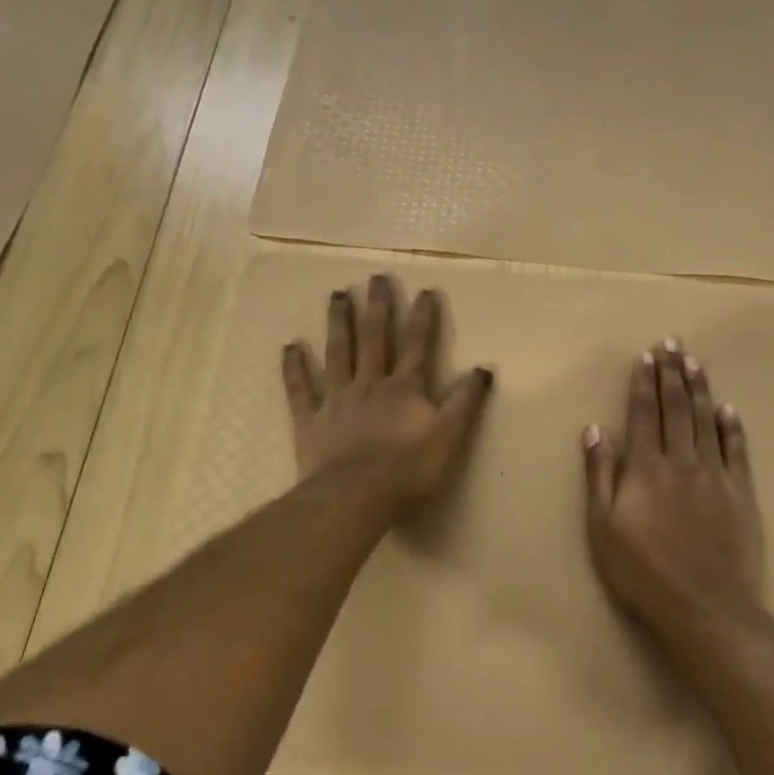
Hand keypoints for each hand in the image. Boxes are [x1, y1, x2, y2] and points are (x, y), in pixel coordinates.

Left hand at [282, 274, 493, 510]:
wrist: (356, 496)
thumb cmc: (409, 469)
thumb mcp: (451, 436)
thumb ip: (466, 402)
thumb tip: (483, 368)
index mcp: (404, 389)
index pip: (418, 345)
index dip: (423, 317)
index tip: (426, 290)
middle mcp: (370, 385)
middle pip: (375, 339)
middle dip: (378, 307)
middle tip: (376, 277)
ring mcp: (337, 400)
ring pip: (338, 353)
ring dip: (339, 323)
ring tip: (337, 295)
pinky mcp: (311, 421)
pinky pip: (300, 389)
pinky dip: (294, 367)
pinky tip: (289, 346)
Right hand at [582, 339, 764, 639]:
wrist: (705, 607)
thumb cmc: (642, 572)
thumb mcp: (603, 528)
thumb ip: (599, 475)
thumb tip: (595, 430)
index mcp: (644, 468)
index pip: (643, 415)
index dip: (643, 384)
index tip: (645, 357)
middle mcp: (681, 462)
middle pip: (675, 409)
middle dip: (671, 373)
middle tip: (672, 342)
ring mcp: (715, 476)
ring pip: (706, 421)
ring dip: (700, 389)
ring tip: (695, 362)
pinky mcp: (741, 494)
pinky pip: (737, 451)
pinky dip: (733, 427)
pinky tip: (729, 409)